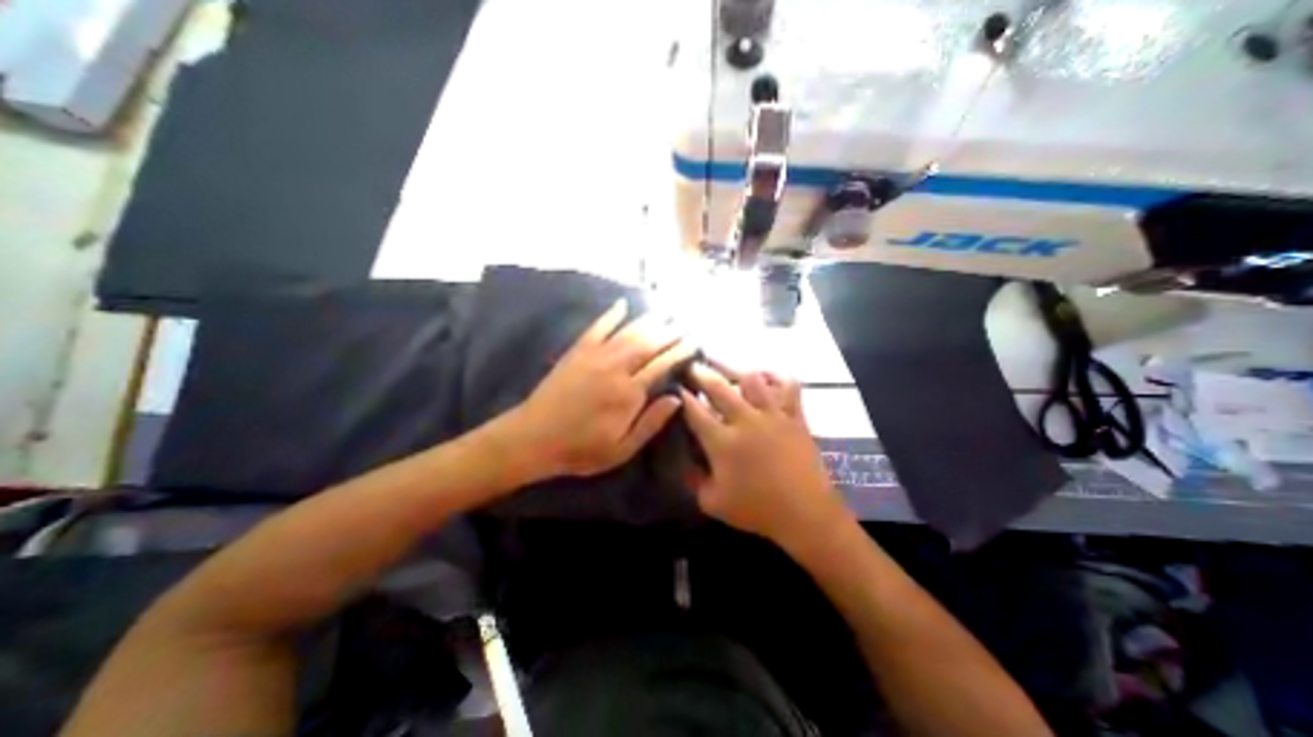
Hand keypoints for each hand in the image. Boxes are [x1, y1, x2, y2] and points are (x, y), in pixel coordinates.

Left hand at [506, 295, 697, 477]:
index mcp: (628, 393)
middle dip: (669, 332)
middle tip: (685, 322)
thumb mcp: (621, 449)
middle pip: (648, 343)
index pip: (661, 365)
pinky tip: (622, 304)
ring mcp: (594, 356)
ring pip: (628, 332)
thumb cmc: (581, 449)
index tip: (694, 341)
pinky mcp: (577, 352)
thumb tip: (676, 398)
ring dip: (648, 320)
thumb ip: (650, 423)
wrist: (534, 438)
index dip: (680, 351)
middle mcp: (615, 368)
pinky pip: (597, 327)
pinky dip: (610, 314)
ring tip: (665, 311)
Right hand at [678, 363, 851, 551]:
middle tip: (692, 365)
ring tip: (727, 369)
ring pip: (752, 379)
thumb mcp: (712, 502)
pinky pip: (788, 386)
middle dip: (701, 373)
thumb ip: (693, 480)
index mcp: (722, 441)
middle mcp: (745, 420)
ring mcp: (772, 415)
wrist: (806, 514)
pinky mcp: (794, 416)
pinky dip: (777, 376)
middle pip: (718, 386)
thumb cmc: (757, 510)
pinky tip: (766, 376)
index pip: (695, 410)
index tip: (674, 385)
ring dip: (736, 371)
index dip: (681, 395)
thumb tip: (684, 461)